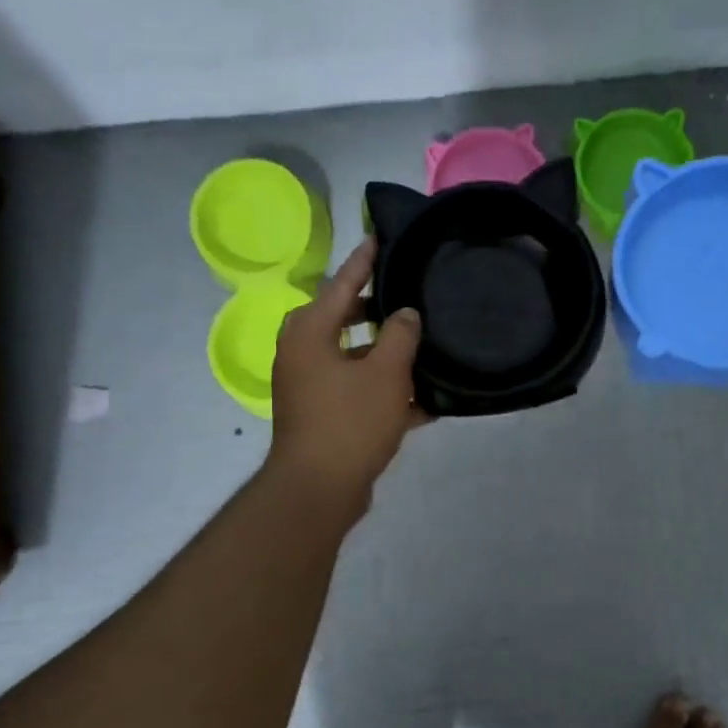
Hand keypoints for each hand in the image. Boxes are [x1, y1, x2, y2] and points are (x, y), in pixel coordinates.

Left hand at [267, 239, 426, 514]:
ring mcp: (310, 388)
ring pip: (353, 359)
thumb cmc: (349, 422)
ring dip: (385, 356)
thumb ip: (400, 335)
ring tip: (422, 347)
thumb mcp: (385, 374)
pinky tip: (424, 401)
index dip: (363, 262)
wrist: (319, 490)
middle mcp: (303, 355)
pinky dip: (383, 392)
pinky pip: (356, 392)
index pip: (340, 284)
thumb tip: (405, 313)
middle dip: (375, 311)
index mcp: (309, 333)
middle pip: (342, 320)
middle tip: (406, 296)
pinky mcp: (323, 416)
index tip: (378, 237)